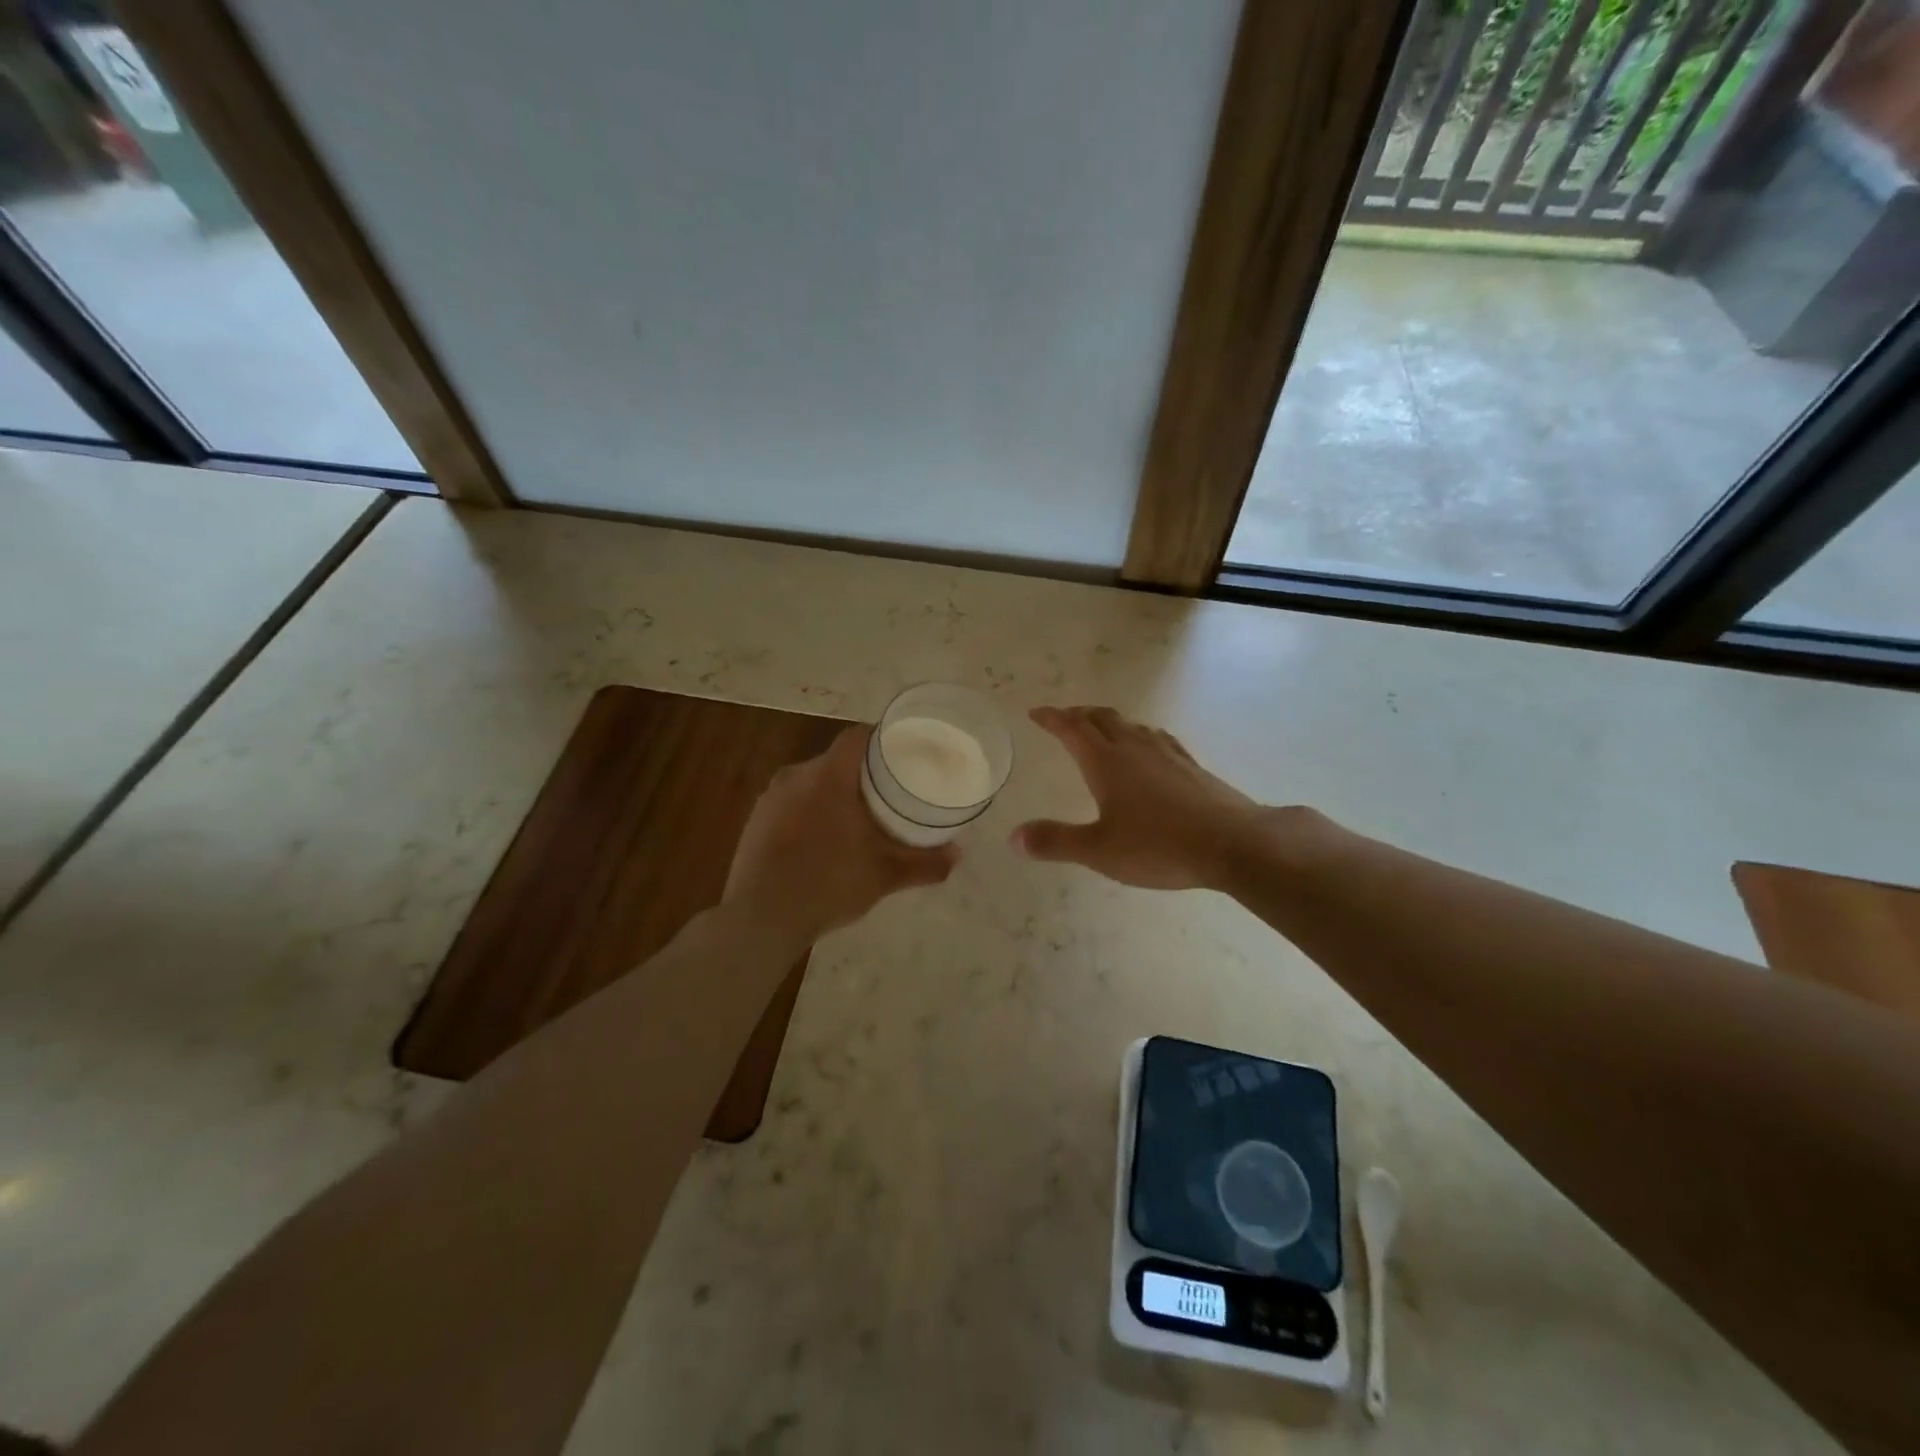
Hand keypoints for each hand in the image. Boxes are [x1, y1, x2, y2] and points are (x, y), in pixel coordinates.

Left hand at [724, 726, 958, 946]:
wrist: (760, 919)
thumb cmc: (828, 883)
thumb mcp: (884, 875)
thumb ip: (924, 862)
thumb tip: (958, 854)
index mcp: (828, 776)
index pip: (857, 737)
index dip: (881, 739)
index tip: (902, 753)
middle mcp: (795, 776)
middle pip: (835, 760)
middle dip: (861, 773)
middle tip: (888, 792)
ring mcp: (770, 799)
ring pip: (811, 783)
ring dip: (834, 794)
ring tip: (858, 818)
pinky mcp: (755, 822)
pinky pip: (790, 805)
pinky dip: (810, 813)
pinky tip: (823, 842)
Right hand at [1013, 706, 1265, 890]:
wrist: (1232, 843)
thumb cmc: (1159, 846)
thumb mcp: (1099, 850)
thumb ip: (1056, 842)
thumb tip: (1013, 837)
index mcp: (1106, 762)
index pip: (1072, 729)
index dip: (1052, 719)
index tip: (1035, 713)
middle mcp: (1134, 748)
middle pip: (1101, 718)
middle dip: (1078, 715)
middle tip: (1063, 718)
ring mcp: (1167, 753)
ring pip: (1130, 725)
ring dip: (1108, 721)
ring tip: (1100, 728)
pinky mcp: (1191, 765)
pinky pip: (1157, 738)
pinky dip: (1140, 734)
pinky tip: (1148, 745)